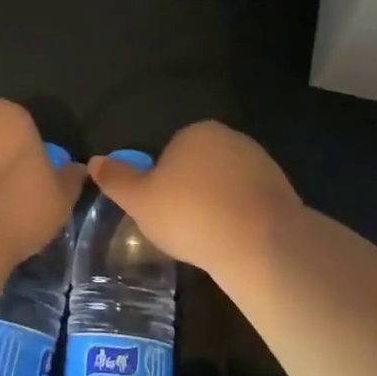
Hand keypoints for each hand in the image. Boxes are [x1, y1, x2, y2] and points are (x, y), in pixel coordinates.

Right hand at [88, 121, 301, 281]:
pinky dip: (239, 218)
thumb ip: (116, 179)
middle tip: (181, 226)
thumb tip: (94, 161)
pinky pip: (249, 202)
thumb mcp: (139, 200)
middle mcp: (231, 138)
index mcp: (196, 132)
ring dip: (216, 205)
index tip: (161, 209)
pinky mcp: (282, 190)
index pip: (170, 152)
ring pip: (225, 185)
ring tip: (207, 238)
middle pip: (199, 166)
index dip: (161, 182)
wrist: (259, 243)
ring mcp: (261, 163)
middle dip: (190, 191)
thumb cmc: (190, 214)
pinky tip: (232, 240)